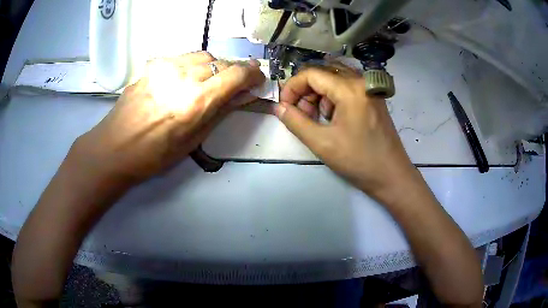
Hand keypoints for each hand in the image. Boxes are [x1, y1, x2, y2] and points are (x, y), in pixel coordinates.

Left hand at [69, 51, 264, 189]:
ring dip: (213, 66)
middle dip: (233, 71)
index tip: (257, 78)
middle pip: (221, 61)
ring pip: (202, 55)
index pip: (236, 74)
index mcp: (196, 101)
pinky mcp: (153, 66)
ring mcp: (166, 67)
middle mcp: (184, 77)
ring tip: (209, 81)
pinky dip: (192, 65)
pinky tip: (185, 79)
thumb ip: (221, 112)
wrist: (114, 147)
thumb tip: (244, 95)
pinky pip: (182, 58)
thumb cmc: (154, 155)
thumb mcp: (193, 140)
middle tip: (233, 84)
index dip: (252, 73)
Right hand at [275, 66, 413, 197]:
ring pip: (334, 80)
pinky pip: (346, 89)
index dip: (292, 87)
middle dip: (306, 92)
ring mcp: (369, 89)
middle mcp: (361, 82)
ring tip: (317, 120)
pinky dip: (333, 99)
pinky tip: (333, 119)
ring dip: (319, 96)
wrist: (392, 176)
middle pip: (323, 74)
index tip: (284, 107)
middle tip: (301, 116)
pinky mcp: (373, 98)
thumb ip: (295, 121)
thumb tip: (278, 107)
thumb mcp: (322, 143)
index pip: (311, 74)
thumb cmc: (359, 161)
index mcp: (350, 89)